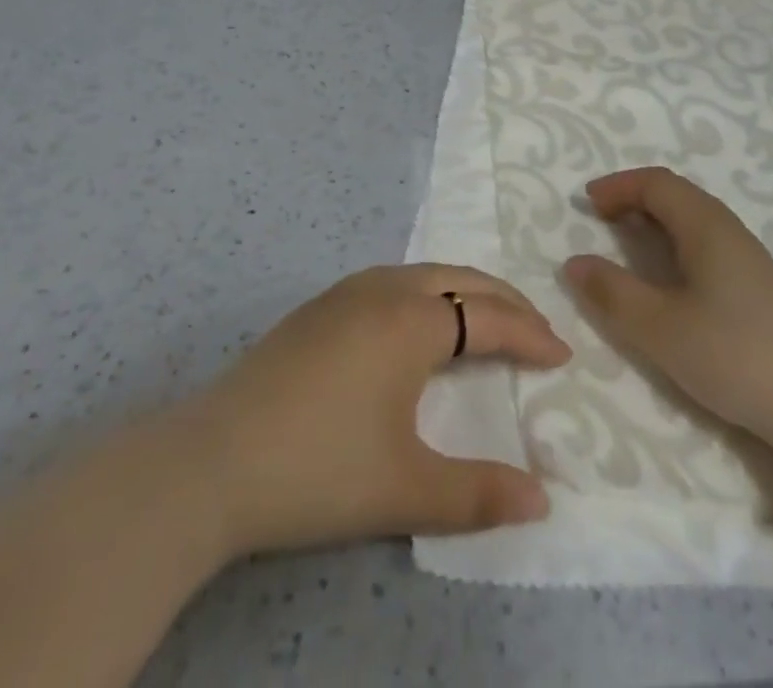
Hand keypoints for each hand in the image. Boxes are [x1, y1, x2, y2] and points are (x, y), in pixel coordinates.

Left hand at [188, 264, 570, 557]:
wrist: (211, 462)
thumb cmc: (319, 468)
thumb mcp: (406, 488)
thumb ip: (479, 493)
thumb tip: (543, 499)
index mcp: (413, 320)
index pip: (490, 316)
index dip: (530, 334)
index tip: (562, 355)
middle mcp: (385, 289)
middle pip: (461, 279)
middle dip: (506, 300)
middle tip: (536, 329)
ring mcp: (346, 292)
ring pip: (425, 273)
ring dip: (465, 290)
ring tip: (488, 320)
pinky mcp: (319, 306)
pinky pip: (394, 281)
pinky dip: (429, 293)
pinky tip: (420, 322)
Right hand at [561, 167, 772, 495]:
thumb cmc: (734, 355)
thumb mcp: (659, 328)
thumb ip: (612, 293)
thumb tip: (573, 262)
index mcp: (706, 225)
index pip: (657, 183)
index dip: (619, 186)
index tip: (586, 202)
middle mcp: (729, 229)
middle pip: (677, 194)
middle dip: (634, 198)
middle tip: (601, 219)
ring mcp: (749, 257)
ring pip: (694, 219)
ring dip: (656, 220)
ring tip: (628, 243)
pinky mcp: (759, 286)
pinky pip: (707, 242)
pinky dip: (676, 242)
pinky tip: (671, 278)